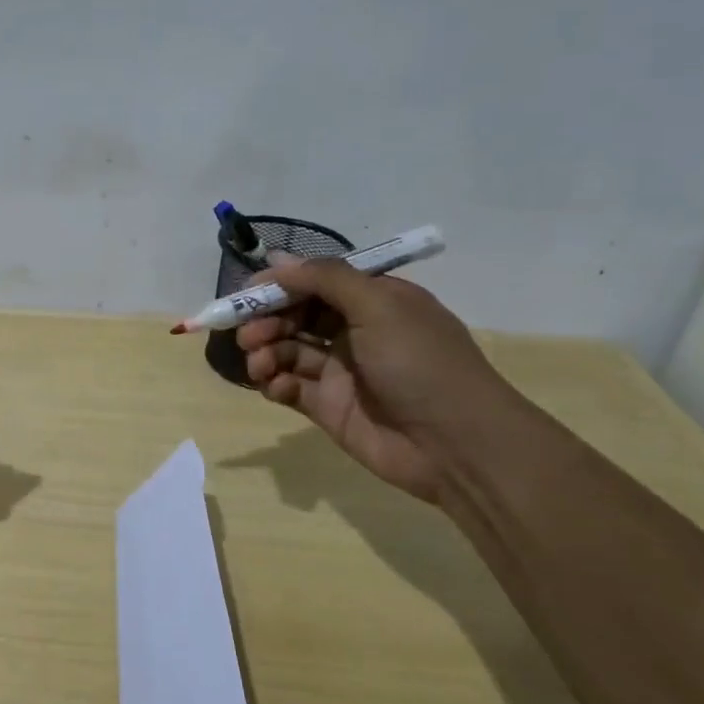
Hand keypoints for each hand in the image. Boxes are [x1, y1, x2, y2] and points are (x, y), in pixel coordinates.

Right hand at [236, 257, 522, 503]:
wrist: (455, 444)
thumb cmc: (420, 363)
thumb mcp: (379, 305)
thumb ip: (326, 278)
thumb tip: (278, 260)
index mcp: (373, 301)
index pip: (316, 283)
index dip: (281, 285)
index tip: (248, 294)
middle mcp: (354, 331)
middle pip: (295, 316)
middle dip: (266, 320)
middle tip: (247, 334)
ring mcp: (339, 371)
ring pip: (286, 350)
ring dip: (265, 351)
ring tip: (258, 363)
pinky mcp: (327, 407)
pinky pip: (288, 386)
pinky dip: (274, 383)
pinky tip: (275, 386)